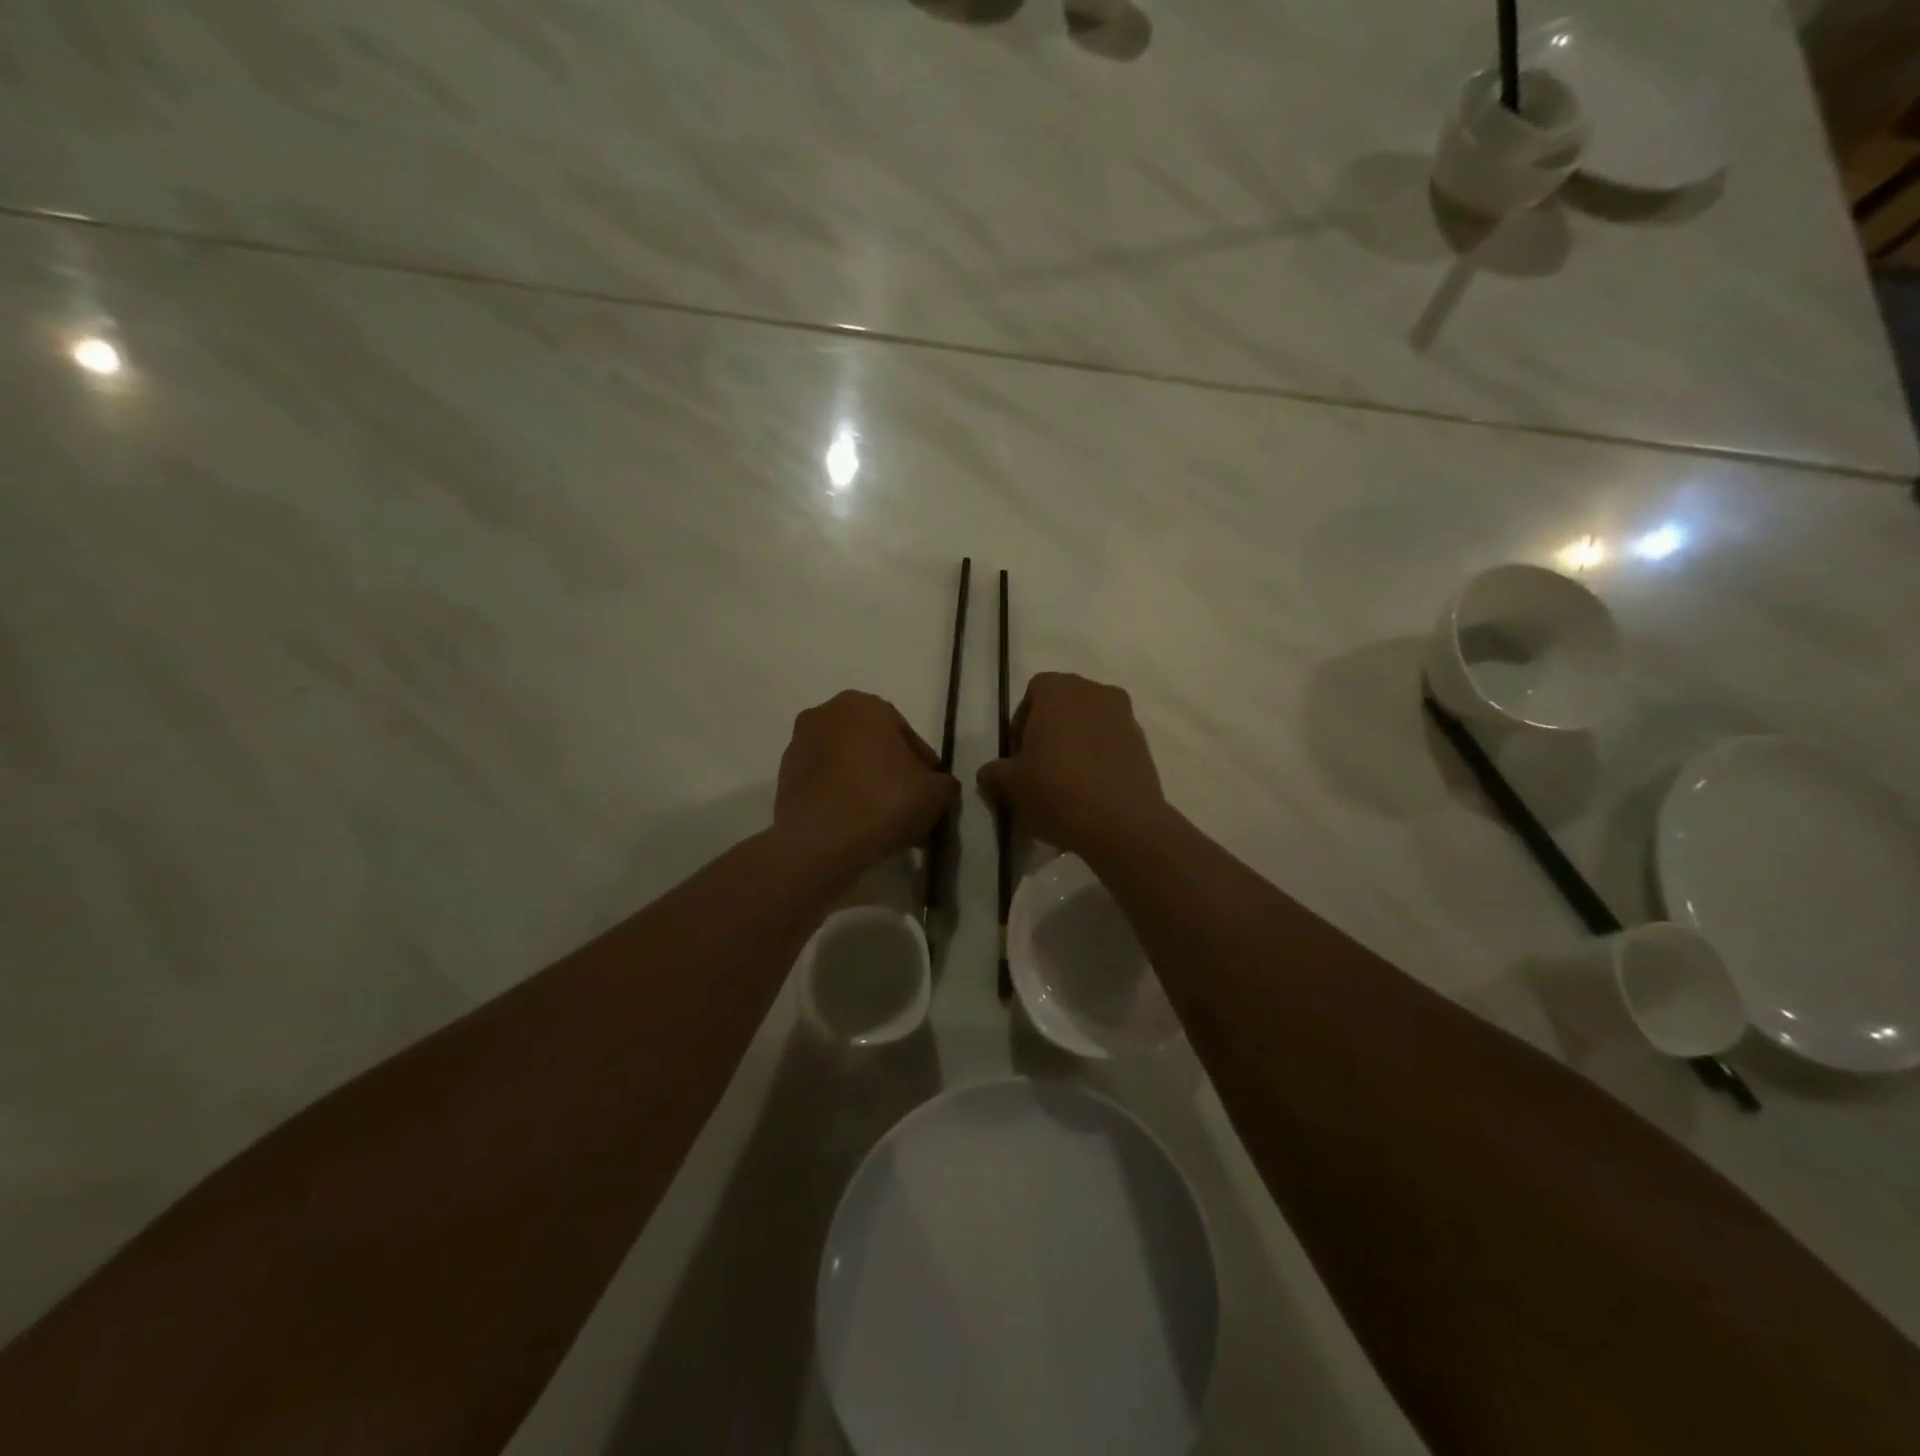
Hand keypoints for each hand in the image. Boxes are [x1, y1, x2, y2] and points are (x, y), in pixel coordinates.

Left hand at [775, 691, 957, 869]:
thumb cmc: (883, 802)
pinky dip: (840, 797)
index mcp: (863, 705)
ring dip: (863, 783)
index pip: (904, 733)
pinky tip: (855, 824)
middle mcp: (825, 714)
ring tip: (881, 818)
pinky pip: (824, 783)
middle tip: (907, 802)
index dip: (922, 764)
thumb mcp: (935, 793)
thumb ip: (943, 782)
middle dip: (890, 770)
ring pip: (845, 763)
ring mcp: (798, 745)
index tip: (929, 790)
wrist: (821, 843)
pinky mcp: (783, 778)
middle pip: (871, 744)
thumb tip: (937, 786)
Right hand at [977, 672, 1168, 859]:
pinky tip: (1090, 789)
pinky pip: (1111, 742)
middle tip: (1038, 765)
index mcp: (1060, 691)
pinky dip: (1099, 756)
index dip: (1022, 721)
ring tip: (1066, 780)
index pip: (1034, 691)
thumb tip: (989, 773)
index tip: (1018, 753)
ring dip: (1076, 742)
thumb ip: (994, 773)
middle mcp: (1096, 692)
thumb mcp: (1012, 786)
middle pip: (1065, 704)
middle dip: (1050, 728)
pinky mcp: (1144, 744)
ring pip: (1090, 722)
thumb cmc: (1058, 792)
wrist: (1123, 825)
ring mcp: (1125, 716)